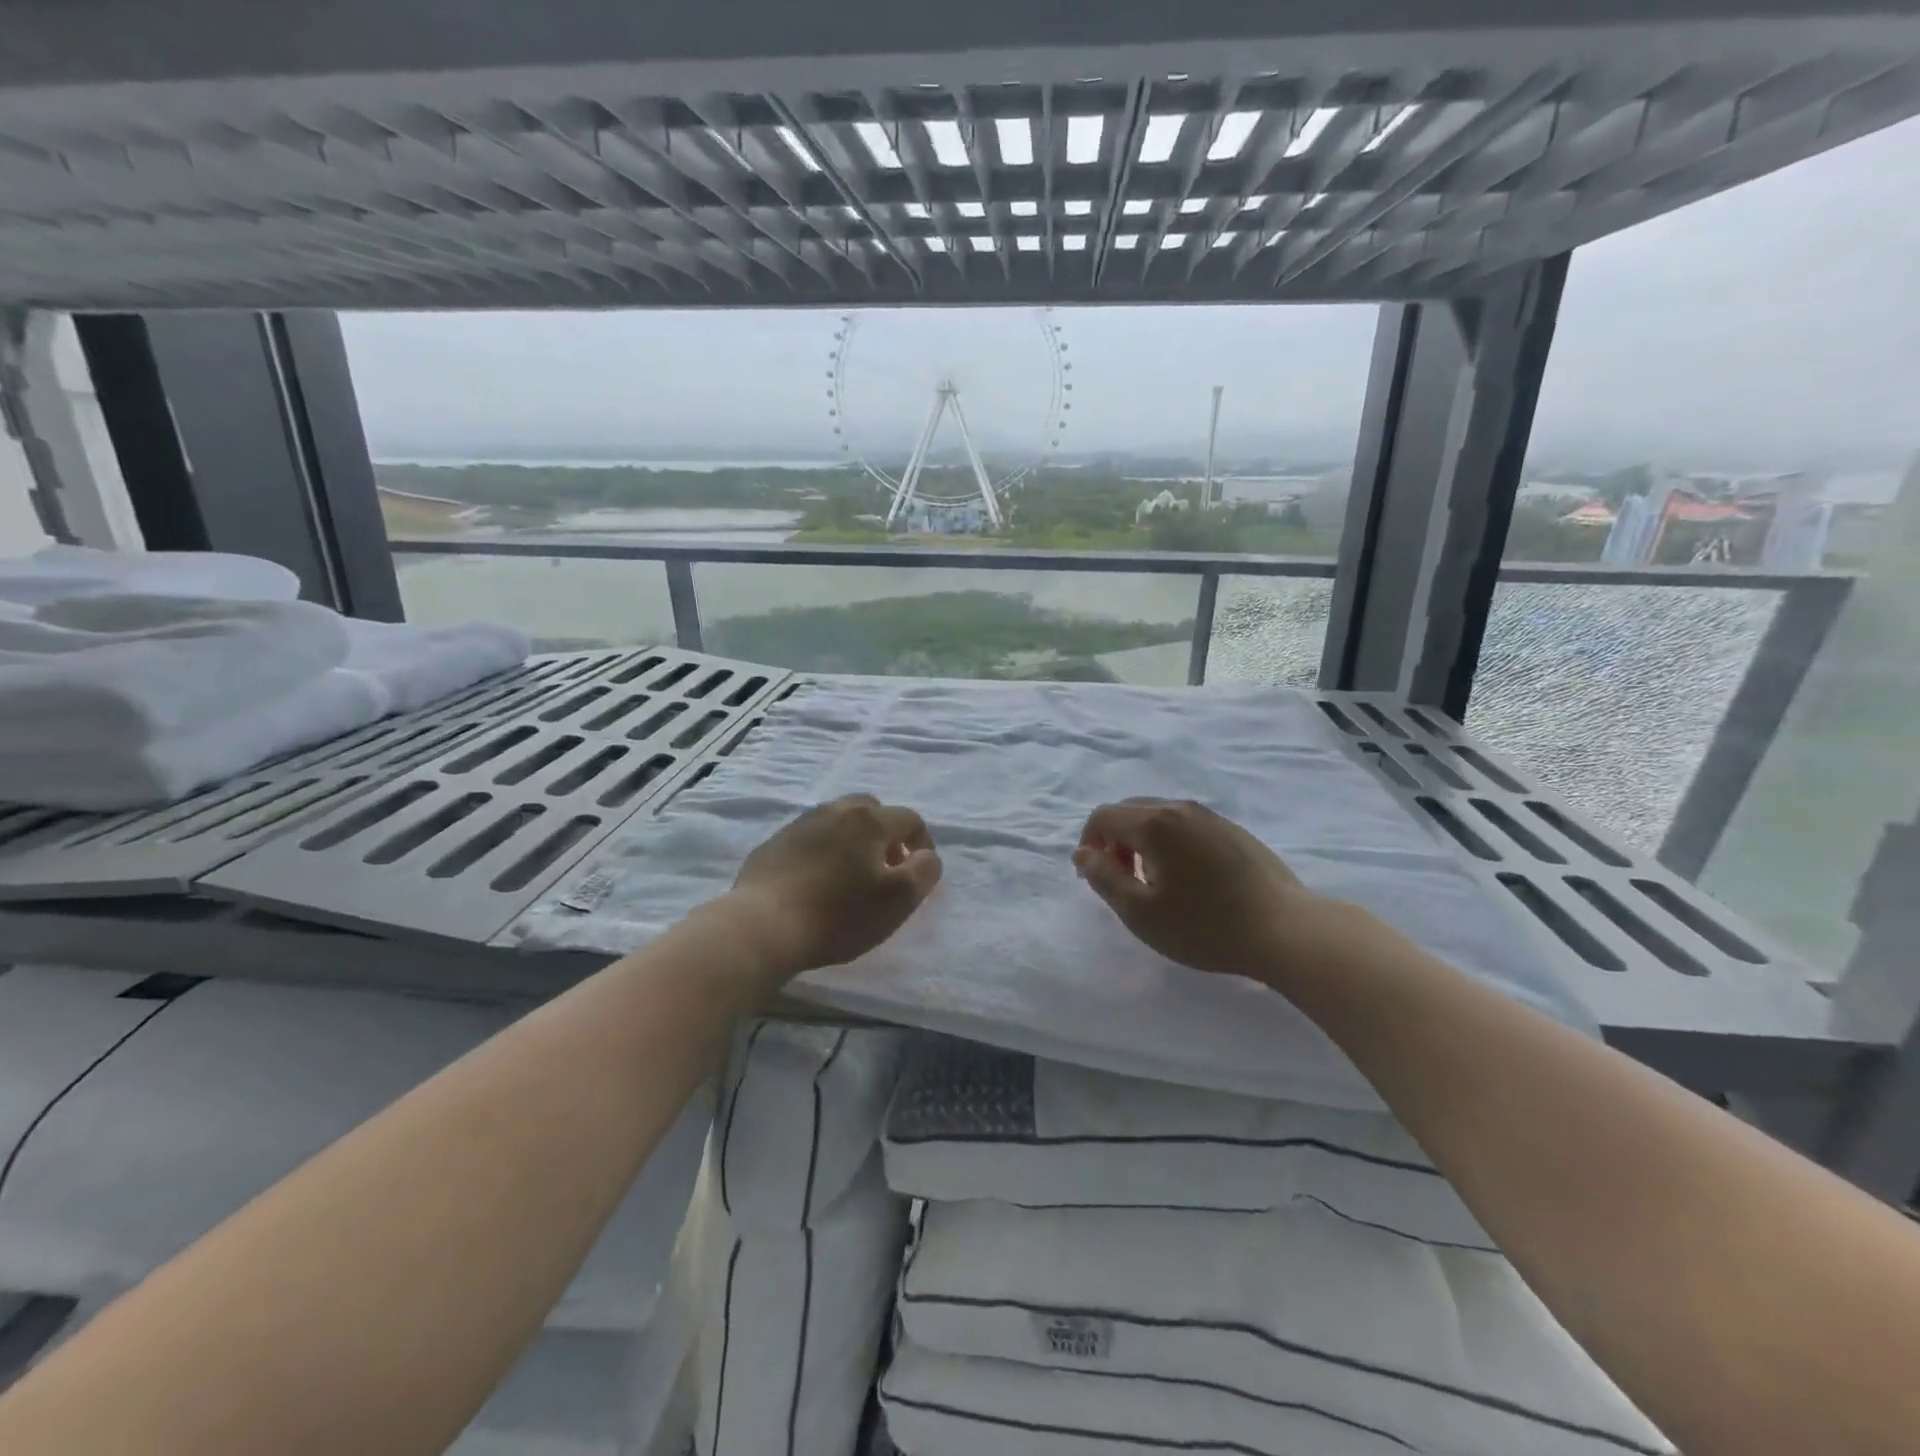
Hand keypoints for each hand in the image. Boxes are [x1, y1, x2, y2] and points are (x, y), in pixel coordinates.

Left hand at [725, 794, 941, 980]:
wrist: (762, 926)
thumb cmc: (839, 914)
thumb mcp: (899, 900)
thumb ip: (924, 871)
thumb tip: (925, 856)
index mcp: (868, 820)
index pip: (910, 819)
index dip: (922, 844)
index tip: (919, 874)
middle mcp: (834, 811)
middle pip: (871, 810)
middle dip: (886, 835)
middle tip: (885, 869)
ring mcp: (799, 825)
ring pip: (838, 821)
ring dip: (852, 841)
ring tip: (850, 876)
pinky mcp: (773, 845)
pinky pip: (809, 839)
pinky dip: (822, 852)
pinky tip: (815, 883)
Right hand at [1072, 798, 1332, 982]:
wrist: (1285, 930)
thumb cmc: (1204, 926)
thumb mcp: (1140, 912)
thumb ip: (1103, 878)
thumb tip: (1083, 854)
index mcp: (1154, 822)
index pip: (1103, 816)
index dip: (1089, 844)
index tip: (1095, 878)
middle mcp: (1180, 808)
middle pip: (1130, 811)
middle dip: (1114, 841)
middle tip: (1122, 882)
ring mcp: (1211, 817)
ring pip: (1159, 817)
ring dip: (1142, 842)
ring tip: (1155, 883)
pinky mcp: (1233, 831)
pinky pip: (1186, 826)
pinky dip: (1170, 843)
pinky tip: (1188, 880)